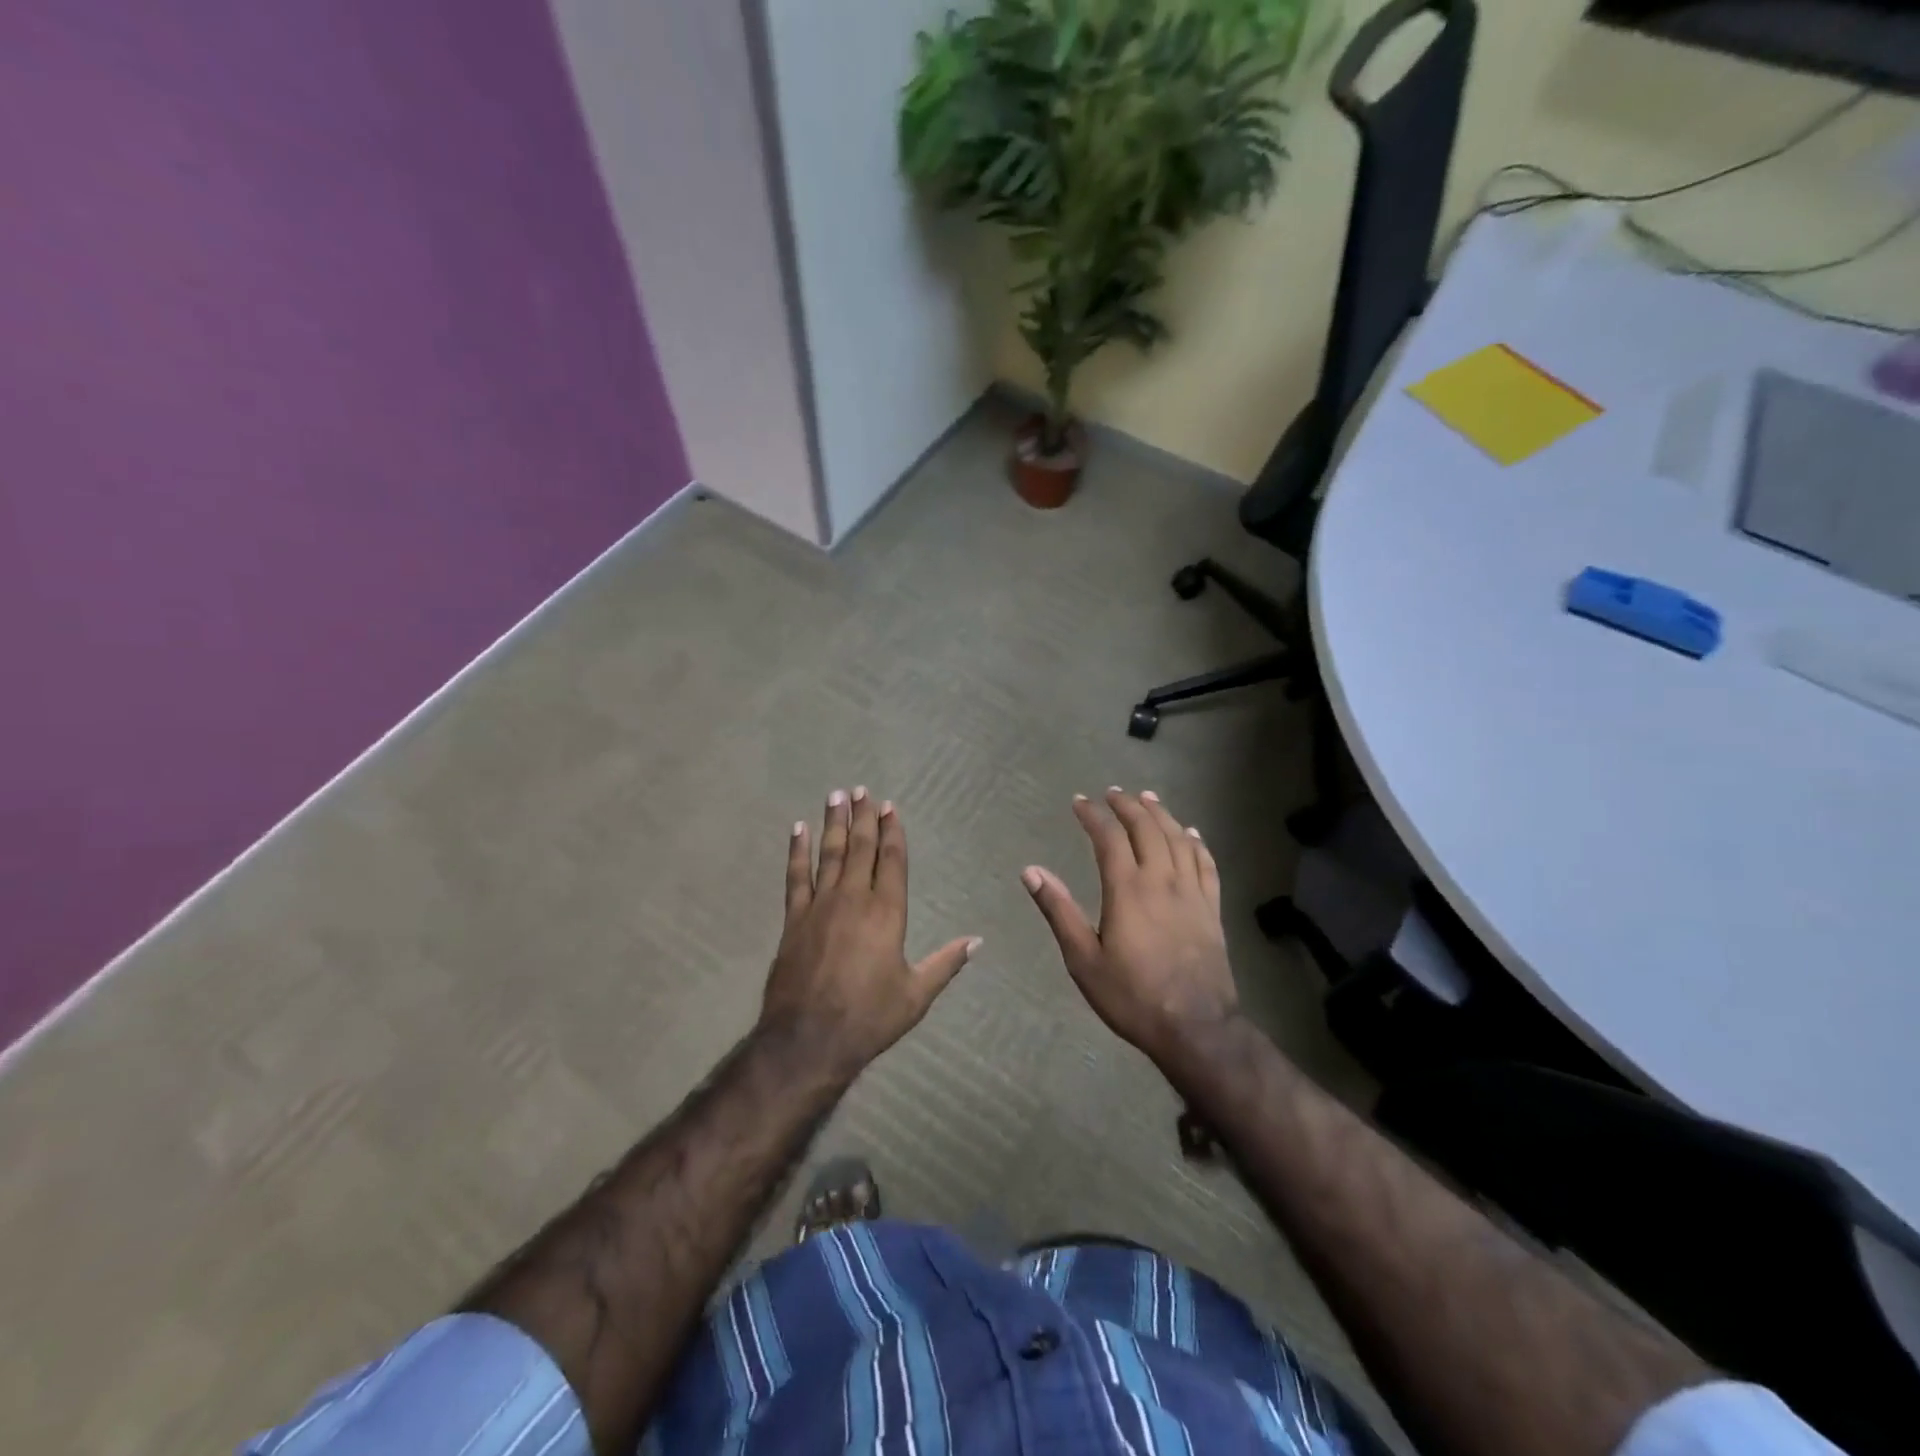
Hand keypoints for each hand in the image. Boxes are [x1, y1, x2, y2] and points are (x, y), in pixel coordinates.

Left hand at [762, 788, 979, 1079]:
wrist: (808, 1039)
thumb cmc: (869, 1017)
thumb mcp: (916, 994)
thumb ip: (946, 963)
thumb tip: (977, 941)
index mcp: (887, 912)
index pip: (892, 860)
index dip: (892, 831)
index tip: (890, 807)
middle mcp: (854, 898)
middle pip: (860, 848)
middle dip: (863, 817)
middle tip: (861, 790)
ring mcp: (820, 905)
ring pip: (829, 854)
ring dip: (833, 823)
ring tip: (836, 796)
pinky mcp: (794, 919)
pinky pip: (796, 876)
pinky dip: (796, 851)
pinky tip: (797, 830)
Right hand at [1023, 789, 1237, 1061]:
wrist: (1197, 1028)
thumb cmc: (1132, 996)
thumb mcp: (1084, 959)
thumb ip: (1059, 911)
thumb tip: (1031, 871)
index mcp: (1127, 890)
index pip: (1109, 838)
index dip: (1093, 815)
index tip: (1079, 802)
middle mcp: (1162, 880)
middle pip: (1147, 828)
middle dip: (1128, 806)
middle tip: (1112, 793)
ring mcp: (1192, 892)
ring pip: (1178, 839)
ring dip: (1161, 814)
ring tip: (1147, 798)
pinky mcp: (1212, 908)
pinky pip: (1206, 863)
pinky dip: (1196, 842)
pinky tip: (1190, 833)